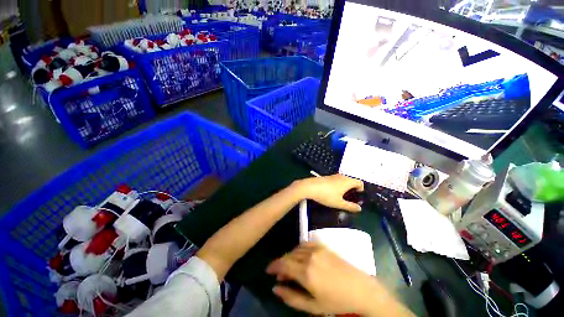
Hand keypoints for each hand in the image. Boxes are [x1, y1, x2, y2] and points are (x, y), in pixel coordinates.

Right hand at [266, 242, 410, 315]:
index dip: (274, 266)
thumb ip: (292, 297)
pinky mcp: (323, 246)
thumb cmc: (337, 302)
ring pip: (296, 249)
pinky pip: (306, 244)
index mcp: (306, 272)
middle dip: (282, 263)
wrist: (361, 289)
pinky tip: (301, 257)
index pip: (283, 264)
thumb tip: (275, 288)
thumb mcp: (313, 306)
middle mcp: (309, 256)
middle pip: (289, 255)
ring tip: (290, 267)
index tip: (268, 270)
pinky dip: (299, 249)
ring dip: (290, 256)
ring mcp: (317, 249)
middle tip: (280, 274)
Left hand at [295, 174, 363, 211]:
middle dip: (353, 189)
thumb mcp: (339, 203)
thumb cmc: (326, 195)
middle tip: (350, 199)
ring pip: (344, 180)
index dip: (361, 189)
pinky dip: (338, 185)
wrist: (310, 187)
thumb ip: (350, 206)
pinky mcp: (327, 177)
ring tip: (341, 196)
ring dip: (345, 187)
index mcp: (347, 181)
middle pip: (352, 181)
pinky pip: (337, 180)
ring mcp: (334, 176)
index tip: (357, 197)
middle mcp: (342, 176)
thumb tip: (359, 208)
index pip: (360, 182)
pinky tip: (332, 192)